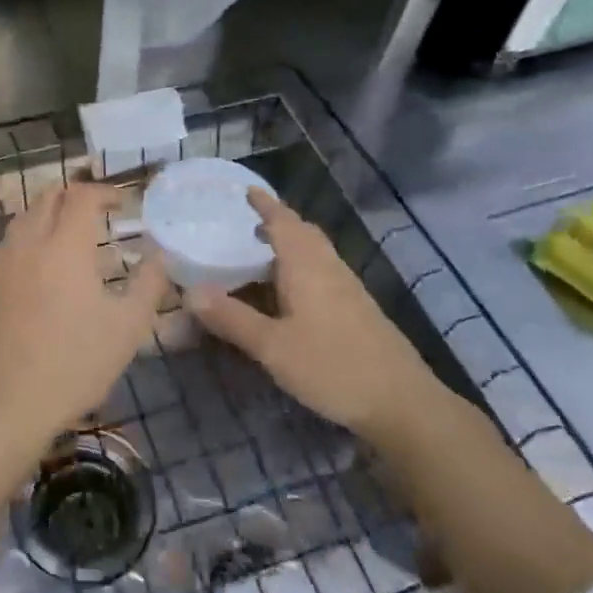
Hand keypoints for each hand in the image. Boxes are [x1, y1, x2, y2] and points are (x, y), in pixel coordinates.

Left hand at [0, 182, 168, 454]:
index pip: (81, 196)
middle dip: (75, 196)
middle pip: (47, 198)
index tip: (122, 204)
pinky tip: (41, 267)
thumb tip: (160, 254)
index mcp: (64, 247)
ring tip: (70, 237)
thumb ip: (149, 283)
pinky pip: (8, 244)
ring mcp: (0, 263)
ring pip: (23, 218)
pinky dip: (29, 239)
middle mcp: (28, 244)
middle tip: (97, 213)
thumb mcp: (128, 327)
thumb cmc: (77, 364)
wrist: (10, 405)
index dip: (104, 192)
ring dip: (49, 215)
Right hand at [188, 189, 435, 436]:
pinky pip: (323, 272)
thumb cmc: (332, 367)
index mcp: (307, 267)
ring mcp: (348, 289)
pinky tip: (289, 292)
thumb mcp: (272, 347)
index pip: (283, 223)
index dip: (265, 205)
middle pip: (304, 233)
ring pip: (316, 253)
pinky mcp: (358, 310)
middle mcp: (329, 269)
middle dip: (278, 222)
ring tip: (261, 253)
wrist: (401, 402)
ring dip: (290, 244)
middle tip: (248, 222)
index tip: (247, 190)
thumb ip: (232, 319)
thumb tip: (190, 292)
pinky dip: (301, 267)